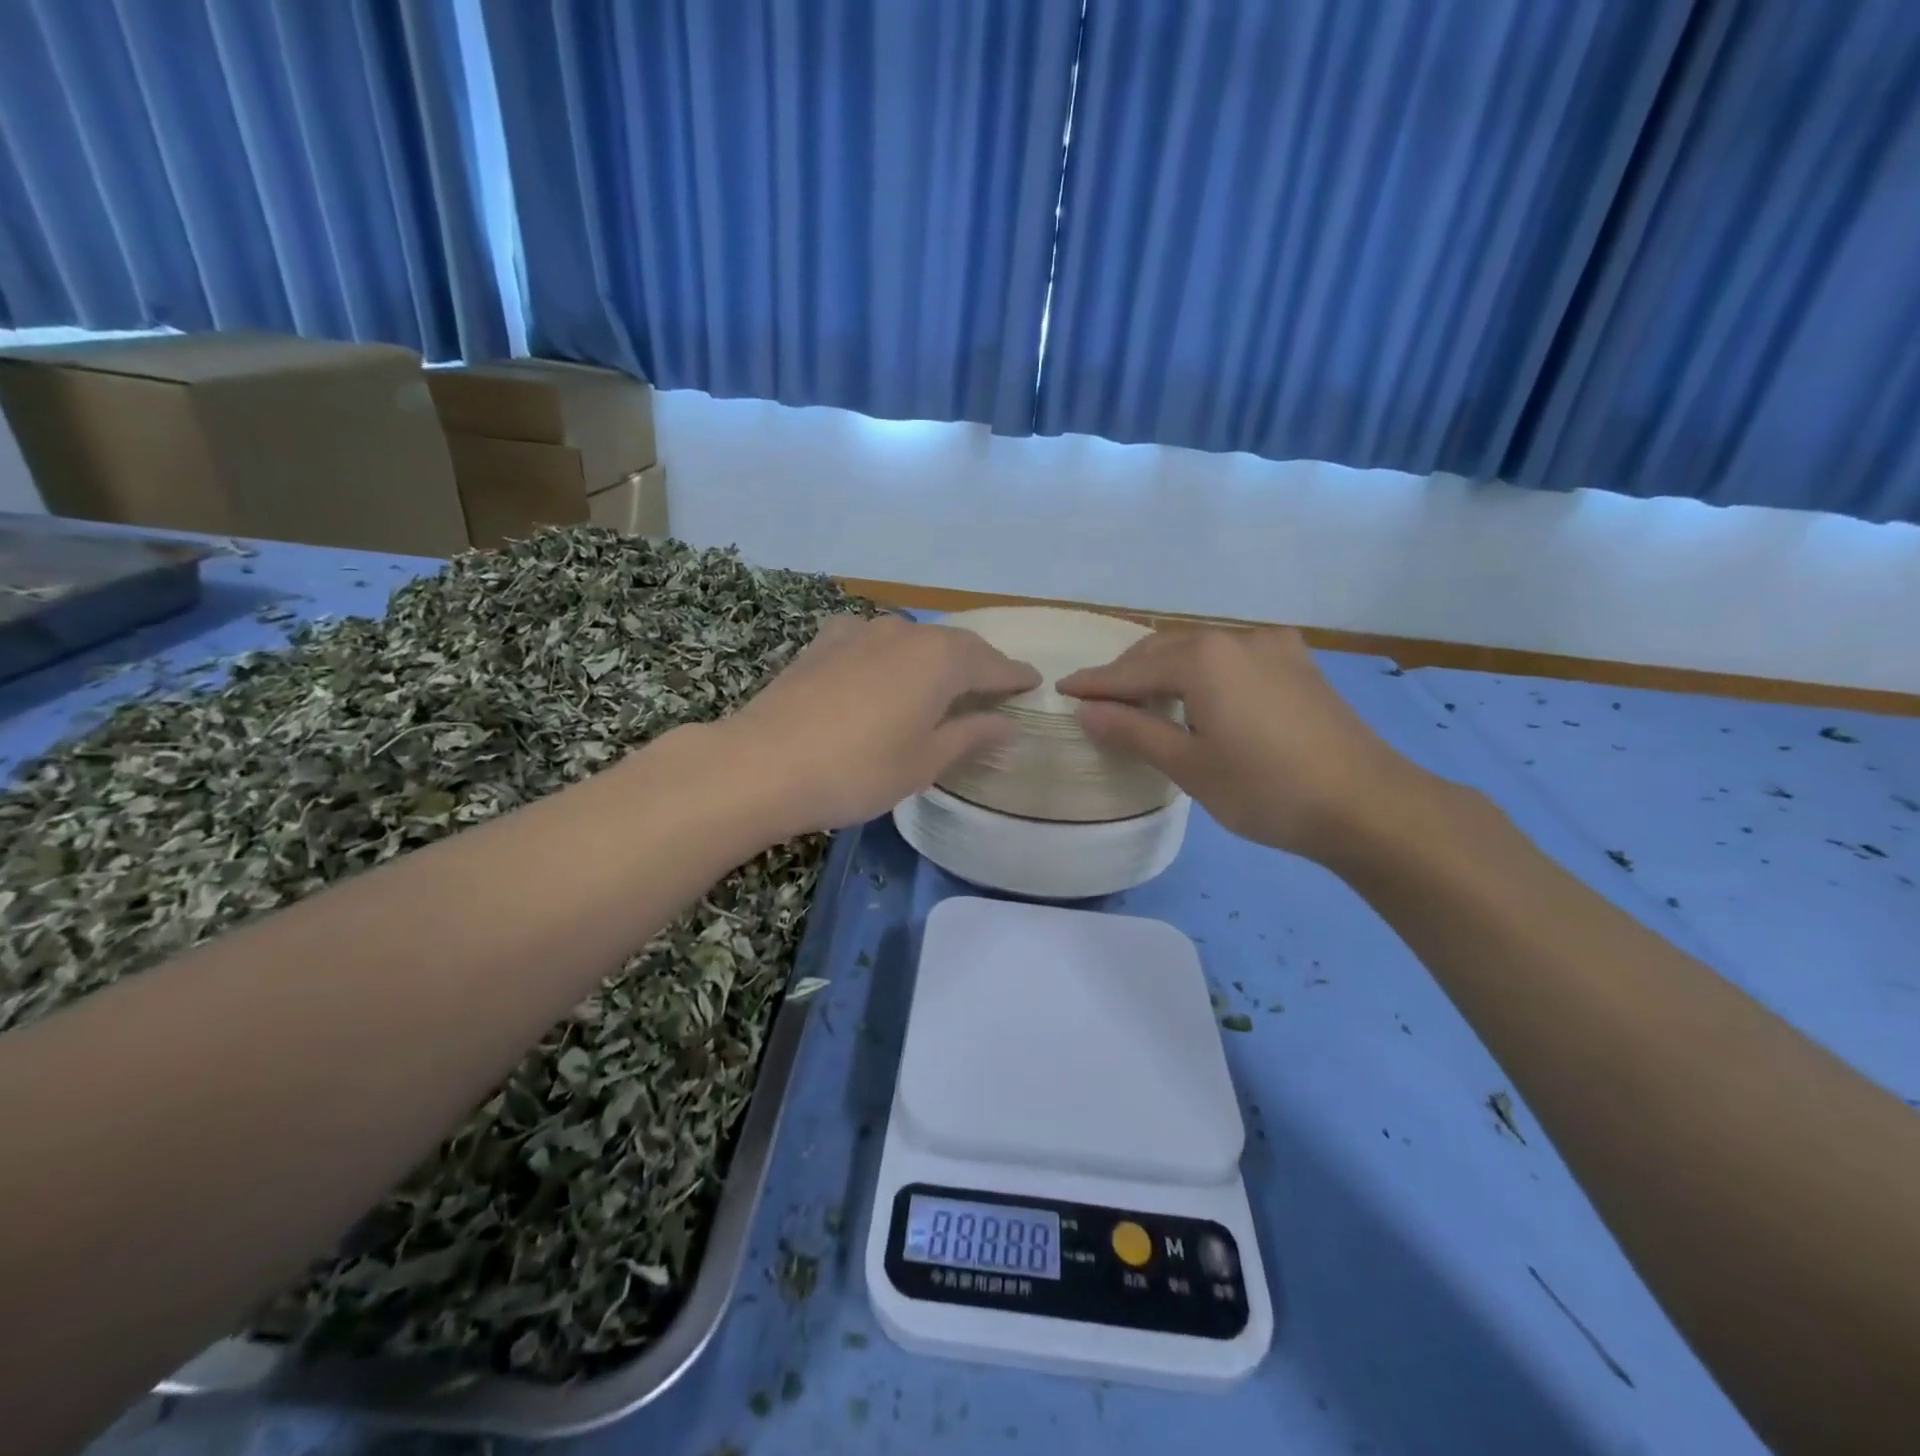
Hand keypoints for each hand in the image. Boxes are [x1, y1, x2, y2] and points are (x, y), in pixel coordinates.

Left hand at [725, 614, 1040, 835]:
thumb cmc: (858, 770)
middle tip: (995, 685)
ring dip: (935, 657)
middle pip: (955, 645)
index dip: (1014, 676)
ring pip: (913, 639)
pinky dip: (893, 654)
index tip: (1033, 683)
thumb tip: (1008, 723)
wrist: (762, 764)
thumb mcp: (925, 761)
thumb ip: (971, 735)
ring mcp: (859, 631)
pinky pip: (873, 640)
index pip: (991, 663)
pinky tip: (884, 668)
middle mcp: (905, 633)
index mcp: (940, 659)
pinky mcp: (824, 642)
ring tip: (943, 680)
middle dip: (978, 664)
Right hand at [1057, 626, 1422, 861]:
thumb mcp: (1190, 767)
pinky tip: (1200, 695)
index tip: (1063, 690)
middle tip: (1099, 701)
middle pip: (1164, 650)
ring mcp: (1272, 646)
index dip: (1095, 684)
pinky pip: (1232, 656)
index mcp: (1204, 659)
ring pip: (1200, 650)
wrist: (1368, 804)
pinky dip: (1203, 671)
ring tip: (1143, 700)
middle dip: (1128, 673)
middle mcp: (1235, 638)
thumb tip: (1087, 711)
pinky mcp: (1297, 662)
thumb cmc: (1267, 790)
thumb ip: (1134, 732)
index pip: (1132, 671)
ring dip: (1166, 670)